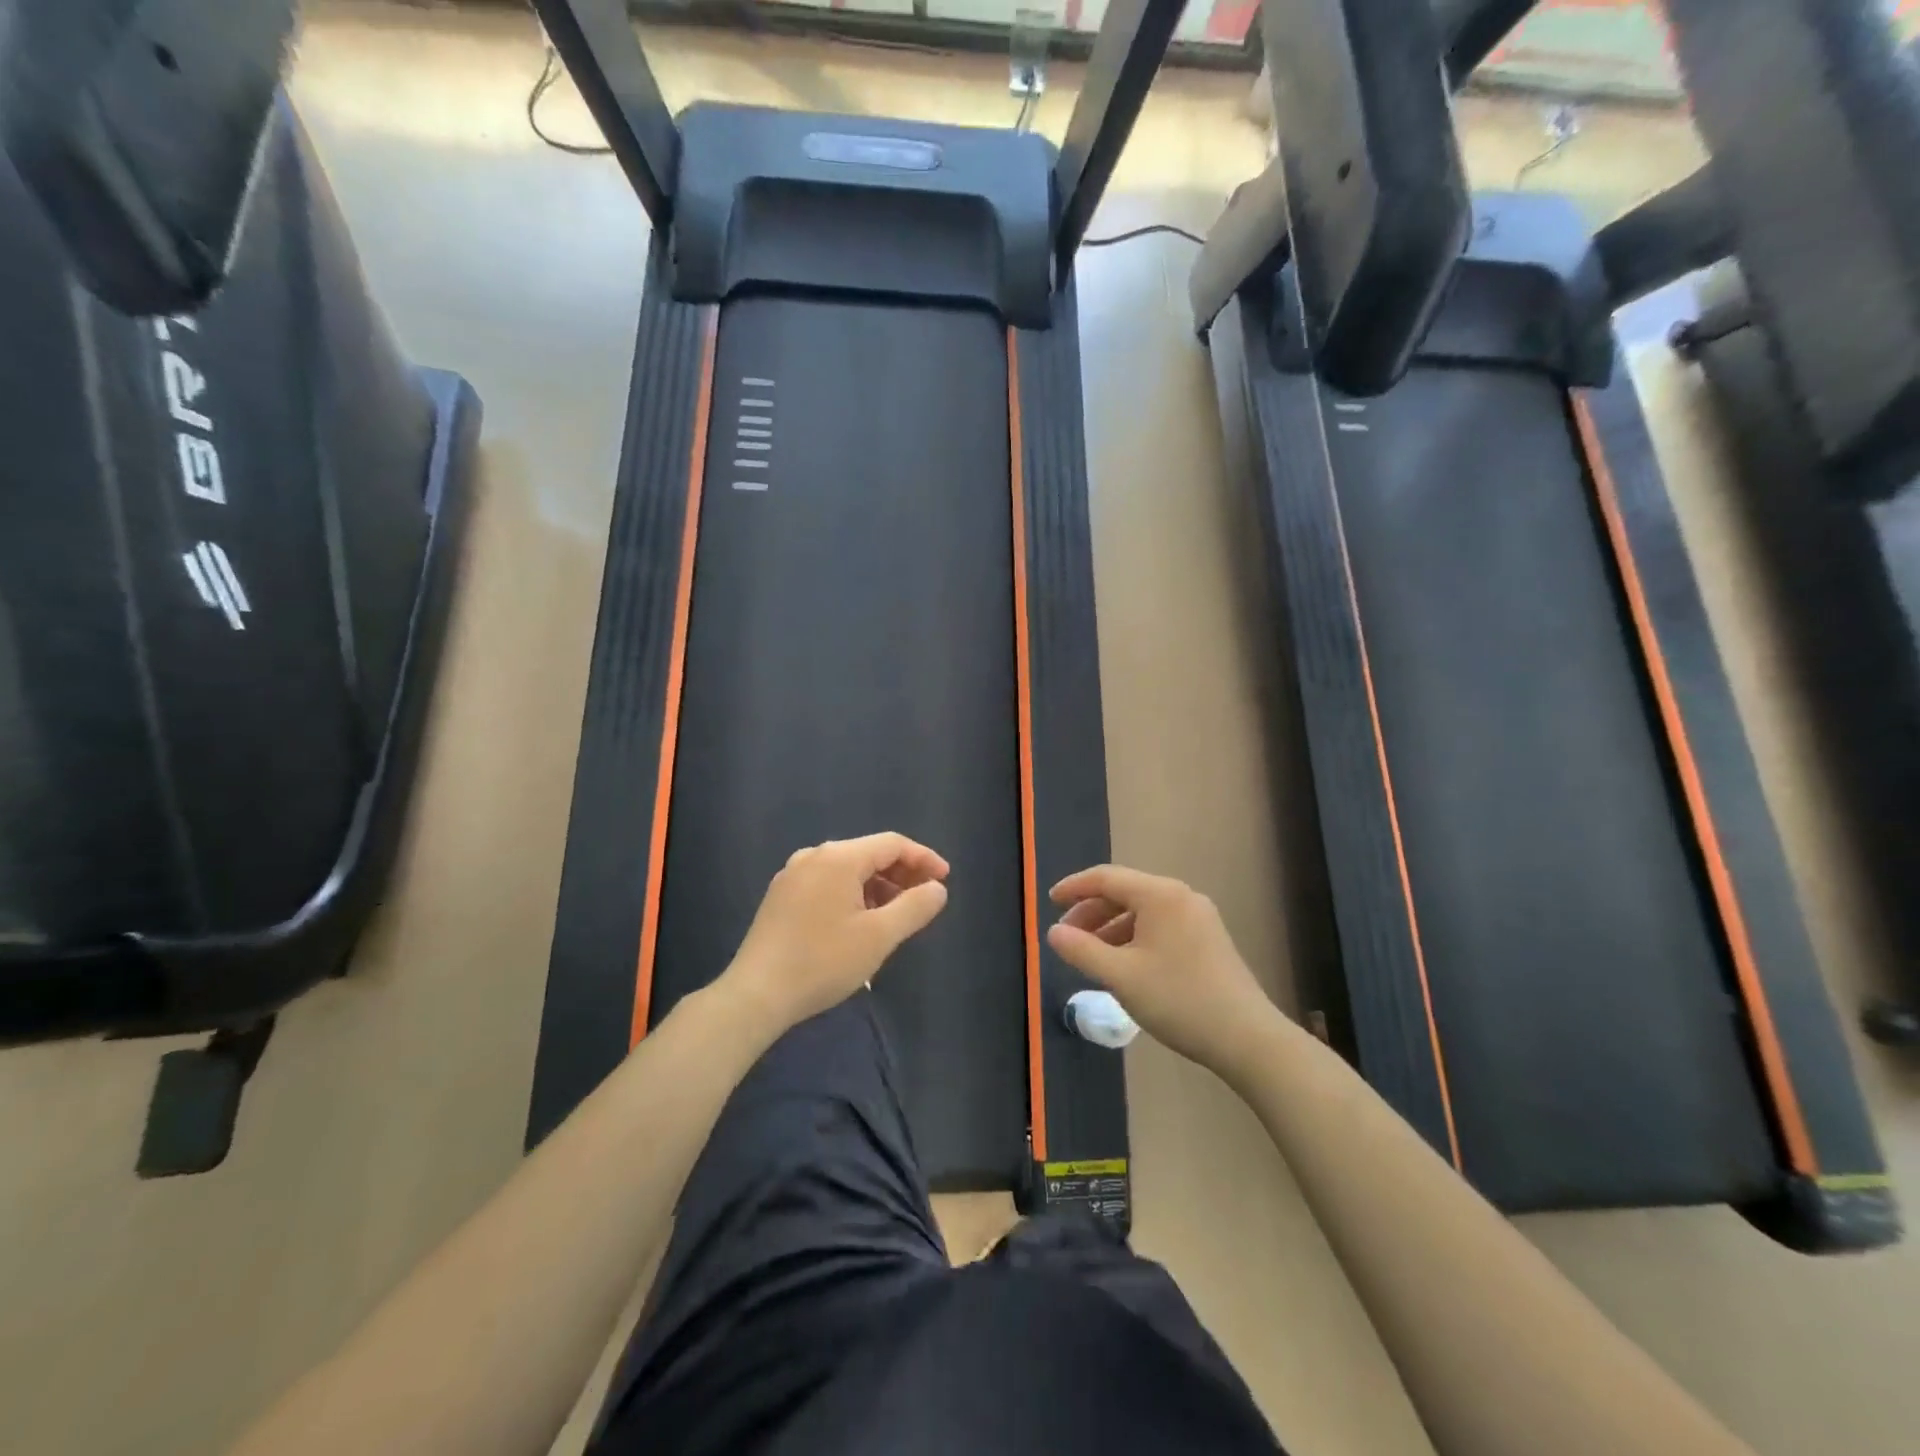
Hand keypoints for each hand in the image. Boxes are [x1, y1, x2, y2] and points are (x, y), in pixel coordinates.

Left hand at [726, 833, 950, 1033]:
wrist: (756, 995)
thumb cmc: (823, 962)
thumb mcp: (879, 936)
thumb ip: (914, 907)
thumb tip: (936, 888)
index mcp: (838, 858)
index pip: (892, 844)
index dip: (923, 858)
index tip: (944, 880)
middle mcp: (813, 856)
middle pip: (868, 853)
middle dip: (901, 873)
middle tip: (924, 899)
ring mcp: (793, 875)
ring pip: (847, 870)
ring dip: (877, 886)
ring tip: (896, 915)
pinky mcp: (781, 896)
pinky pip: (827, 883)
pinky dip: (852, 894)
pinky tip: (860, 922)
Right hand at [1047, 865, 1280, 1078]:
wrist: (1247, 1037)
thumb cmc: (1178, 1000)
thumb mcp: (1120, 976)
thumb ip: (1080, 950)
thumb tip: (1053, 932)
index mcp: (1159, 894)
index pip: (1106, 878)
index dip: (1074, 888)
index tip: (1049, 903)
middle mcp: (1180, 896)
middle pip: (1125, 892)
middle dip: (1091, 911)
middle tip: (1067, 936)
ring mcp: (1199, 916)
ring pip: (1143, 911)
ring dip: (1111, 927)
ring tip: (1091, 955)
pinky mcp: (1208, 938)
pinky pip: (1160, 925)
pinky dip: (1134, 937)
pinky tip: (1124, 963)